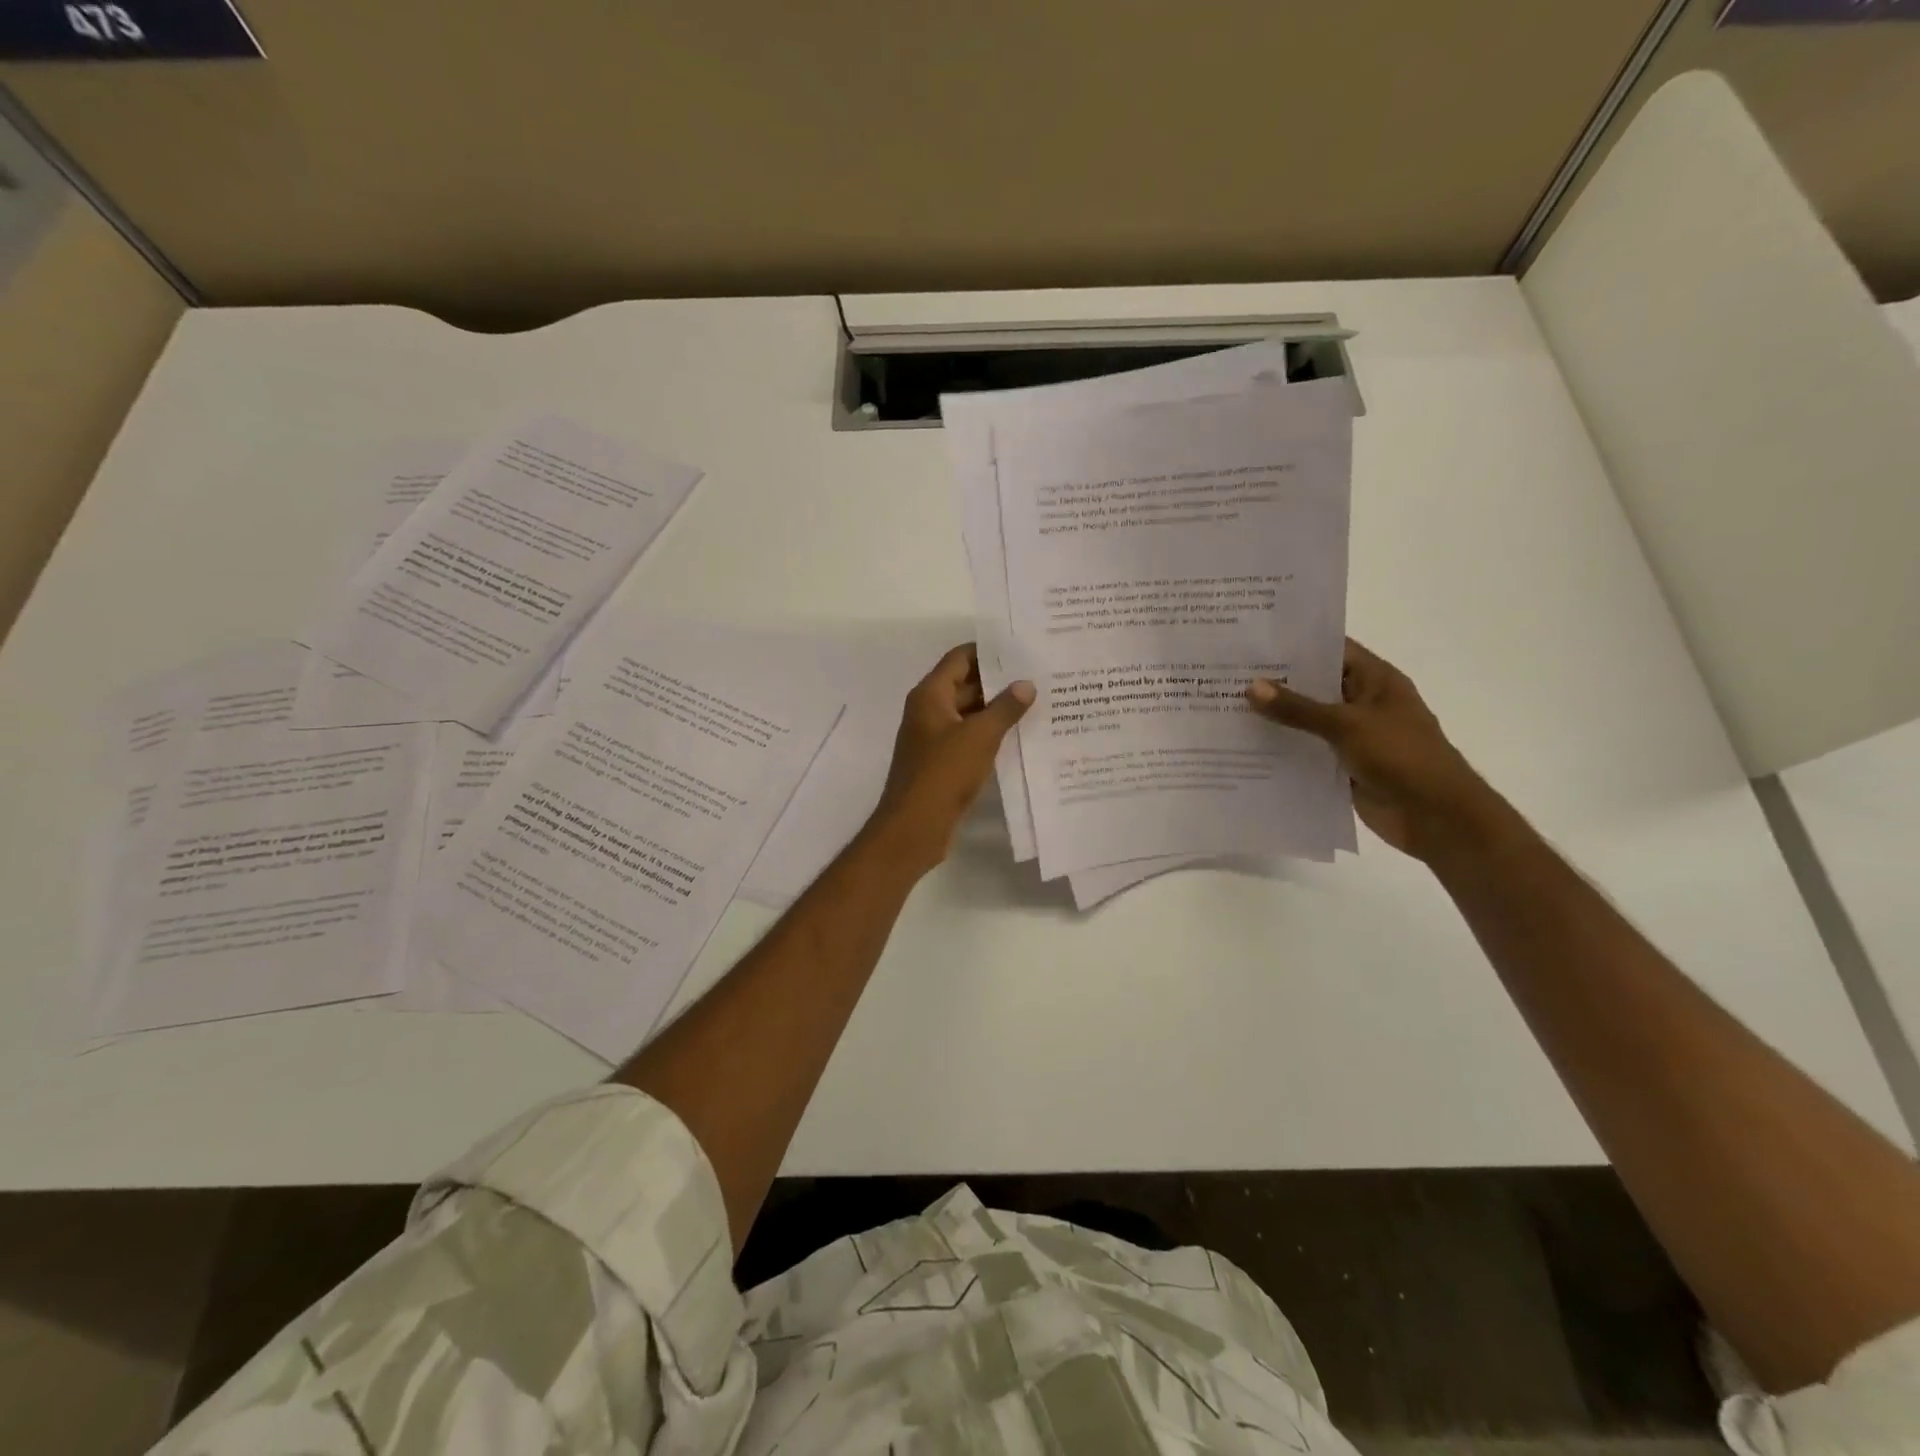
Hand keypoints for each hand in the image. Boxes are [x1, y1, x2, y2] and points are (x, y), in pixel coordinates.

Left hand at [871, 644, 1033, 874]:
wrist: (914, 827)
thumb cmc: (943, 773)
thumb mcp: (980, 736)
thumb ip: (1005, 708)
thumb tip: (1026, 684)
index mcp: (930, 695)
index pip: (960, 658)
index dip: (989, 651)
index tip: (1023, 648)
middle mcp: (929, 711)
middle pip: (966, 684)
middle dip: (1000, 681)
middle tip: (1040, 675)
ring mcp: (935, 738)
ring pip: (970, 713)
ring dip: (998, 709)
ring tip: (1039, 703)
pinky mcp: (943, 762)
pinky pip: (970, 738)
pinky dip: (991, 734)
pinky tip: (1022, 736)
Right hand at [1246, 639, 1507, 860]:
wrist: (1436, 817)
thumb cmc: (1401, 757)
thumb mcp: (1346, 725)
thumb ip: (1298, 708)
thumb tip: (1251, 686)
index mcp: (1375, 680)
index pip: (1331, 649)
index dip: (1295, 644)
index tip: (1252, 642)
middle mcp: (1362, 702)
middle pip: (1314, 685)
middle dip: (1275, 682)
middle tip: (1226, 674)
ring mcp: (1352, 735)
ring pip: (1306, 721)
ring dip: (1275, 718)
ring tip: (1225, 707)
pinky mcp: (1342, 765)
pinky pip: (1306, 751)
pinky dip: (1282, 749)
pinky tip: (1245, 747)